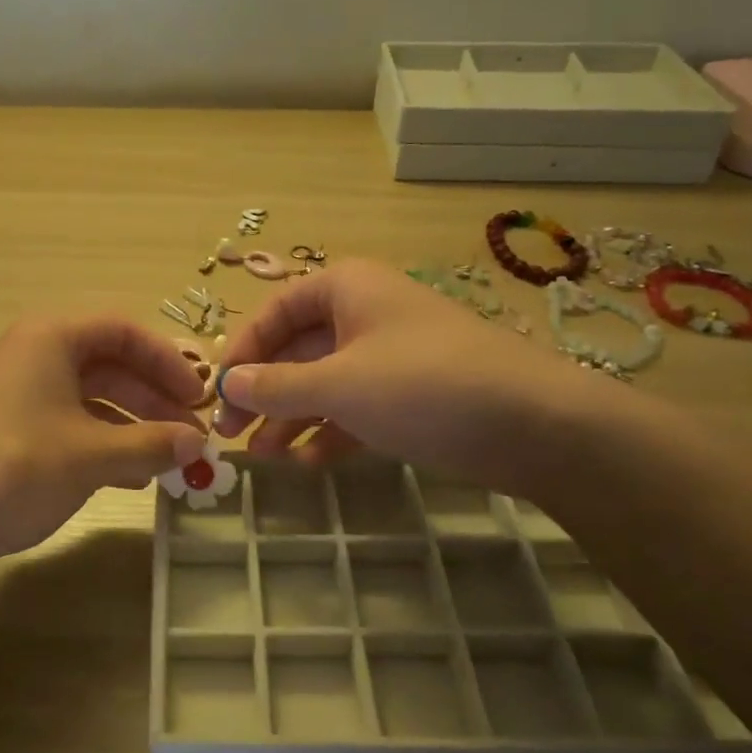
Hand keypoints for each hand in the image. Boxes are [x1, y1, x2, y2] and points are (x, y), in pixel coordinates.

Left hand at [0, 316, 207, 563]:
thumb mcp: (93, 455)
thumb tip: (198, 444)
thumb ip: (151, 444)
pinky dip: (103, 442)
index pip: (124, 331)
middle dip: (153, 398)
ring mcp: (17, 393)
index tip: (198, 396)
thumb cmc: (18, 468)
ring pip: (90, 397)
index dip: (168, 361)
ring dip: (132, 424)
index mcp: (50, 338)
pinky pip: (69, 422)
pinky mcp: (8, 428)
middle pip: (109, 364)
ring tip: (166, 459)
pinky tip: (129, 475)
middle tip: (189, 432)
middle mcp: (32, 355)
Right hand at [213, 259, 621, 497]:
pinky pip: (355, 408)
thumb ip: (276, 386)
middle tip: (230, 434)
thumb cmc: (424, 385)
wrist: (536, 424)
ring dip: (291, 418)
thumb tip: (225, 384)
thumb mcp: (339, 384)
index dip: (241, 350)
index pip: (274, 312)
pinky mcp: (410, 395)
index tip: (216, 392)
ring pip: (324, 383)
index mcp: (345, 289)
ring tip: (263, 459)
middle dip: (263, 392)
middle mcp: (364, 314)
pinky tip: (307, 463)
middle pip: (296, 350)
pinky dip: (329, 432)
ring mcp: (389, 356)